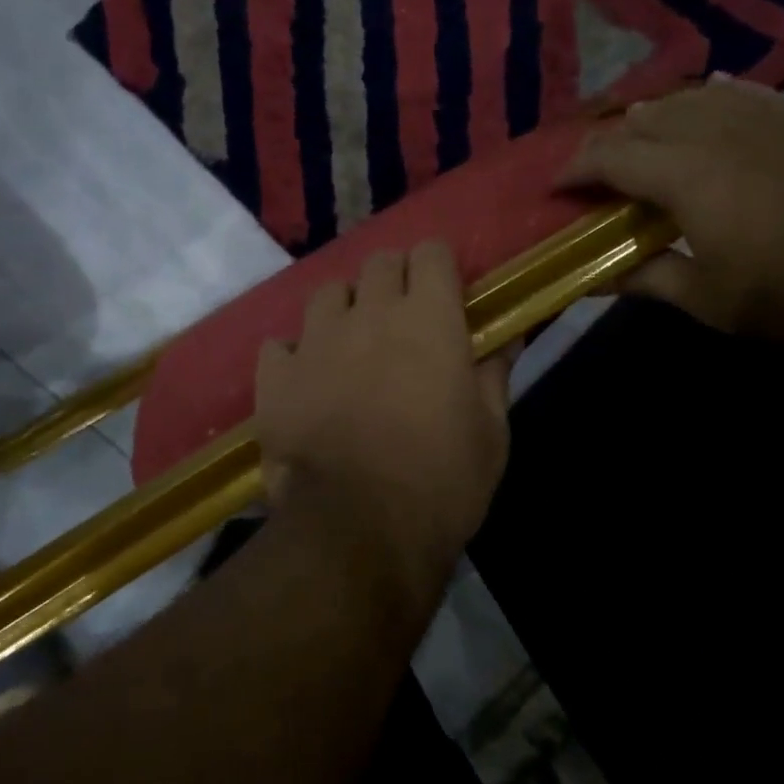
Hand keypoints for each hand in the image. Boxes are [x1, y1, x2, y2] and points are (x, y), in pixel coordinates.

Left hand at [256, 243, 511, 575]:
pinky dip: (296, 356)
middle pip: (379, 263)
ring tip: (351, 346)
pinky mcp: (275, 377)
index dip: (438, 268)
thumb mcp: (490, 433)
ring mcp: (315, 342)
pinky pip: (280, 345)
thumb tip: (509, 335)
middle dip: (395, 281)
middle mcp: (369, 314)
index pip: (431, 252)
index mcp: (428, 320)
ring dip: (345, 310)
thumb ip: (495, 374)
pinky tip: (308, 382)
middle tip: (403, 321)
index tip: (445, 295)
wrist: (358, 531)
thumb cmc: (441, 483)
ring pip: (327, 294)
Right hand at [561, 76, 783, 340]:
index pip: (612, 155)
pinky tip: (708, 101)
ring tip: (643, 138)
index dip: (577, 168)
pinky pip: (746, 95)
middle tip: (598, 173)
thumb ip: (644, 278)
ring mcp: (765, 122)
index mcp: (686, 176)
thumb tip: (595, 279)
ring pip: (694, 99)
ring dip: (658, 116)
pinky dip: (715, 98)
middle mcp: (718, 134)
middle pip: (648, 119)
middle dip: (612, 141)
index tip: (558, 187)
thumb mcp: (704, 299)